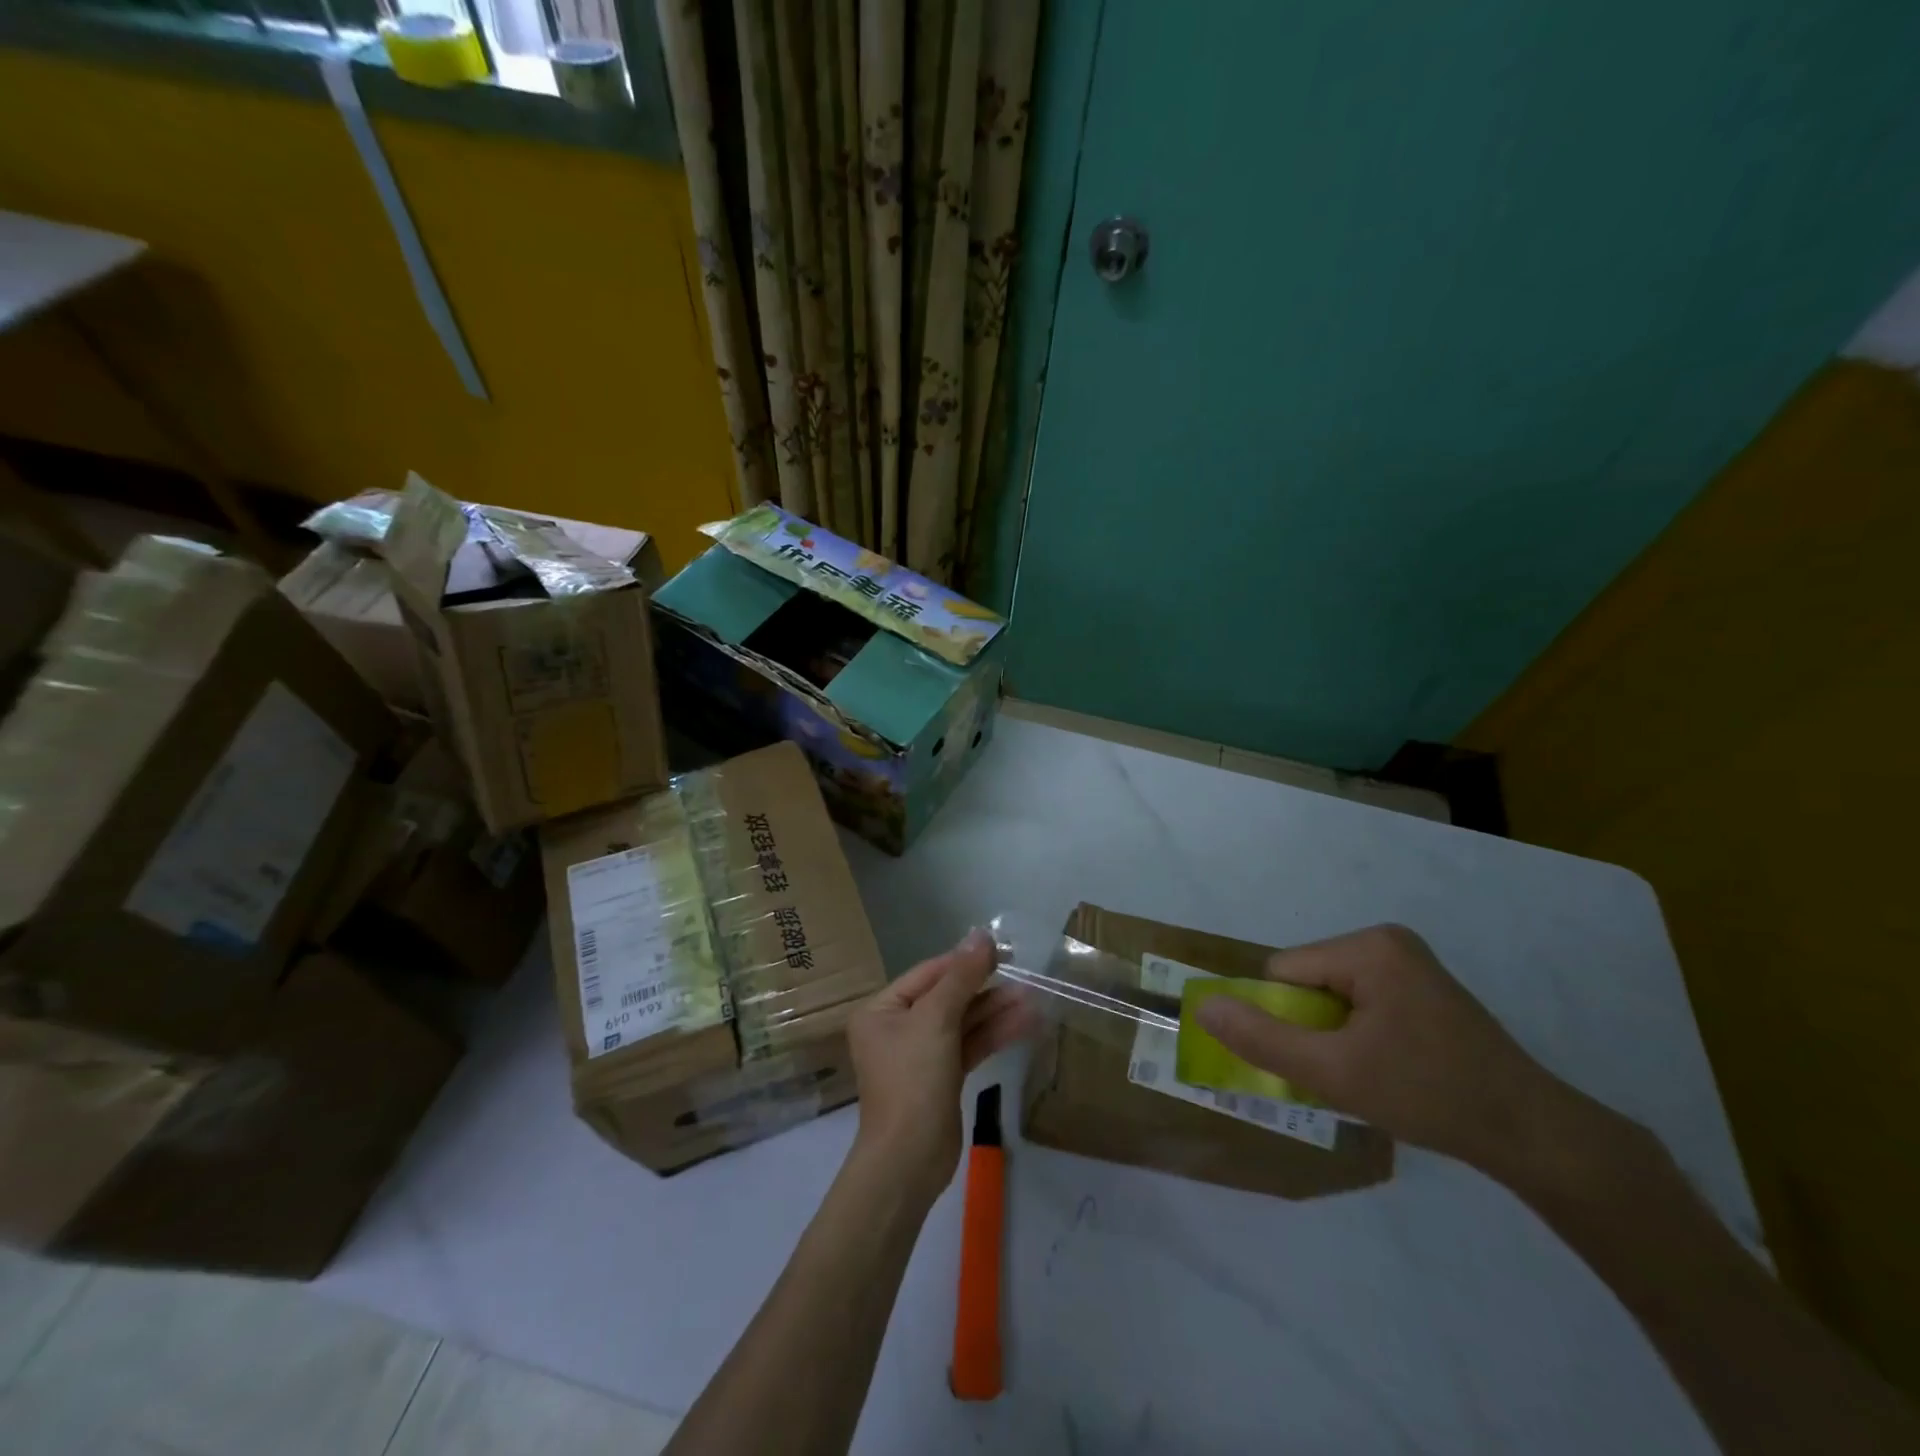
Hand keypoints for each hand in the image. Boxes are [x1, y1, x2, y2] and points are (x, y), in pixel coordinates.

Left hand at [846, 929, 1034, 1203]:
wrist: (909, 1161)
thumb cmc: (913, 1080)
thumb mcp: (935, 1020)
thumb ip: (961, 976)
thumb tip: (981, 935)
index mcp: (882, 1010)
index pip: (928, 974)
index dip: (964, 961)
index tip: (1001, 950)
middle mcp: (898, 1028)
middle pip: (947, 997)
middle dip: (985, 988)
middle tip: (1024, 975)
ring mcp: (921, 1054)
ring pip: (963, 1022)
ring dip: (996, 1011)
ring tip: (1033, 998)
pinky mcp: (942, 1077)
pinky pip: (970, 1045)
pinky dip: (994, 1034)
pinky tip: (1025, 1023)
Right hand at [1192, 923, 1573, 1173]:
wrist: (1535, 1136)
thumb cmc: (1429, 1094)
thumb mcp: (1334, 1073)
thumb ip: (1262, 1038)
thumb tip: (1201, 1006)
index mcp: (1367, 947)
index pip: (1285, 972)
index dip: (1286, 1019)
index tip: (1319, 1061)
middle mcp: (1386, 941)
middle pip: (1308, 980)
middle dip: (1312, 1028)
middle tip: (1346, 1073)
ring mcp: (1409, 962)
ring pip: (1332, 994)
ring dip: (1334, 1035)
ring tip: (1372, 1075)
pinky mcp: (1424, 987)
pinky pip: (1362, 1001)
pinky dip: (1359, 1034)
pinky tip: (1390, 1068)